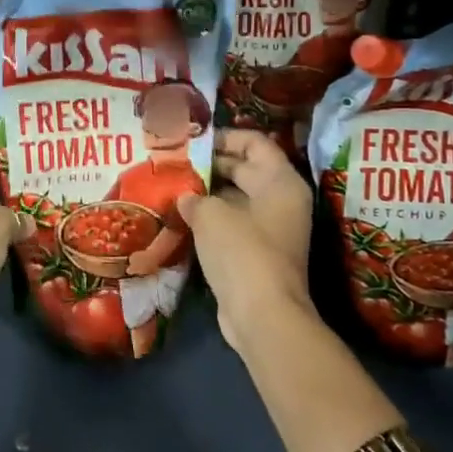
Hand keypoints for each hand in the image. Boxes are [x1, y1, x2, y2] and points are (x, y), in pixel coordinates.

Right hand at [177, 129, 313, 354]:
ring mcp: (271, 228)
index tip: (191, 139)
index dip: (223, 136)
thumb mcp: (210, 213)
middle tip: (174, 160)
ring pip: (235, 197)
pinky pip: (232, 222)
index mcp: (280, 182)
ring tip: (171, 183)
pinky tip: (179, 214)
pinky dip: (209, 217)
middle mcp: (281, 200)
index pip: (254, 142)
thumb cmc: (242, 251)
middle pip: (244, 168)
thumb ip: (194, 195)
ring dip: (206, 191)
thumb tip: (185, 196)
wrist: (262, 316)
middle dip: (209, 163)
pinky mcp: (256, 252)